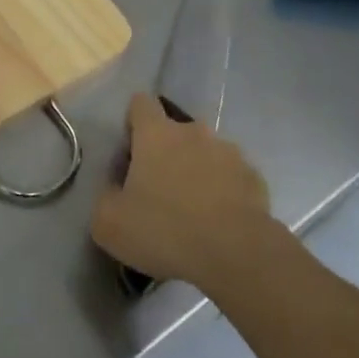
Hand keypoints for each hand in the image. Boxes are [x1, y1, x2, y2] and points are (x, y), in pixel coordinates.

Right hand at [90, 92, 274, 290]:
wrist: (236, 253)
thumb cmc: (166, 230)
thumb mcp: (110, 224)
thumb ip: (105, 197)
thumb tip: (115, 189)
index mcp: (156, 134)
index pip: (141, 104)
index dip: (133, 121)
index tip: (131, 150)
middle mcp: (194, 132)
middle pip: (174, 131)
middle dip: (166, 153)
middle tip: (158, 191)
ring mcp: (229, 152)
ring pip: (205, 153)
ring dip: (196, 171)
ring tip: (193, 211)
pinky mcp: (253, 176)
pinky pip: (231, 177)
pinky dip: (223, 192)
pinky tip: (219, 222)